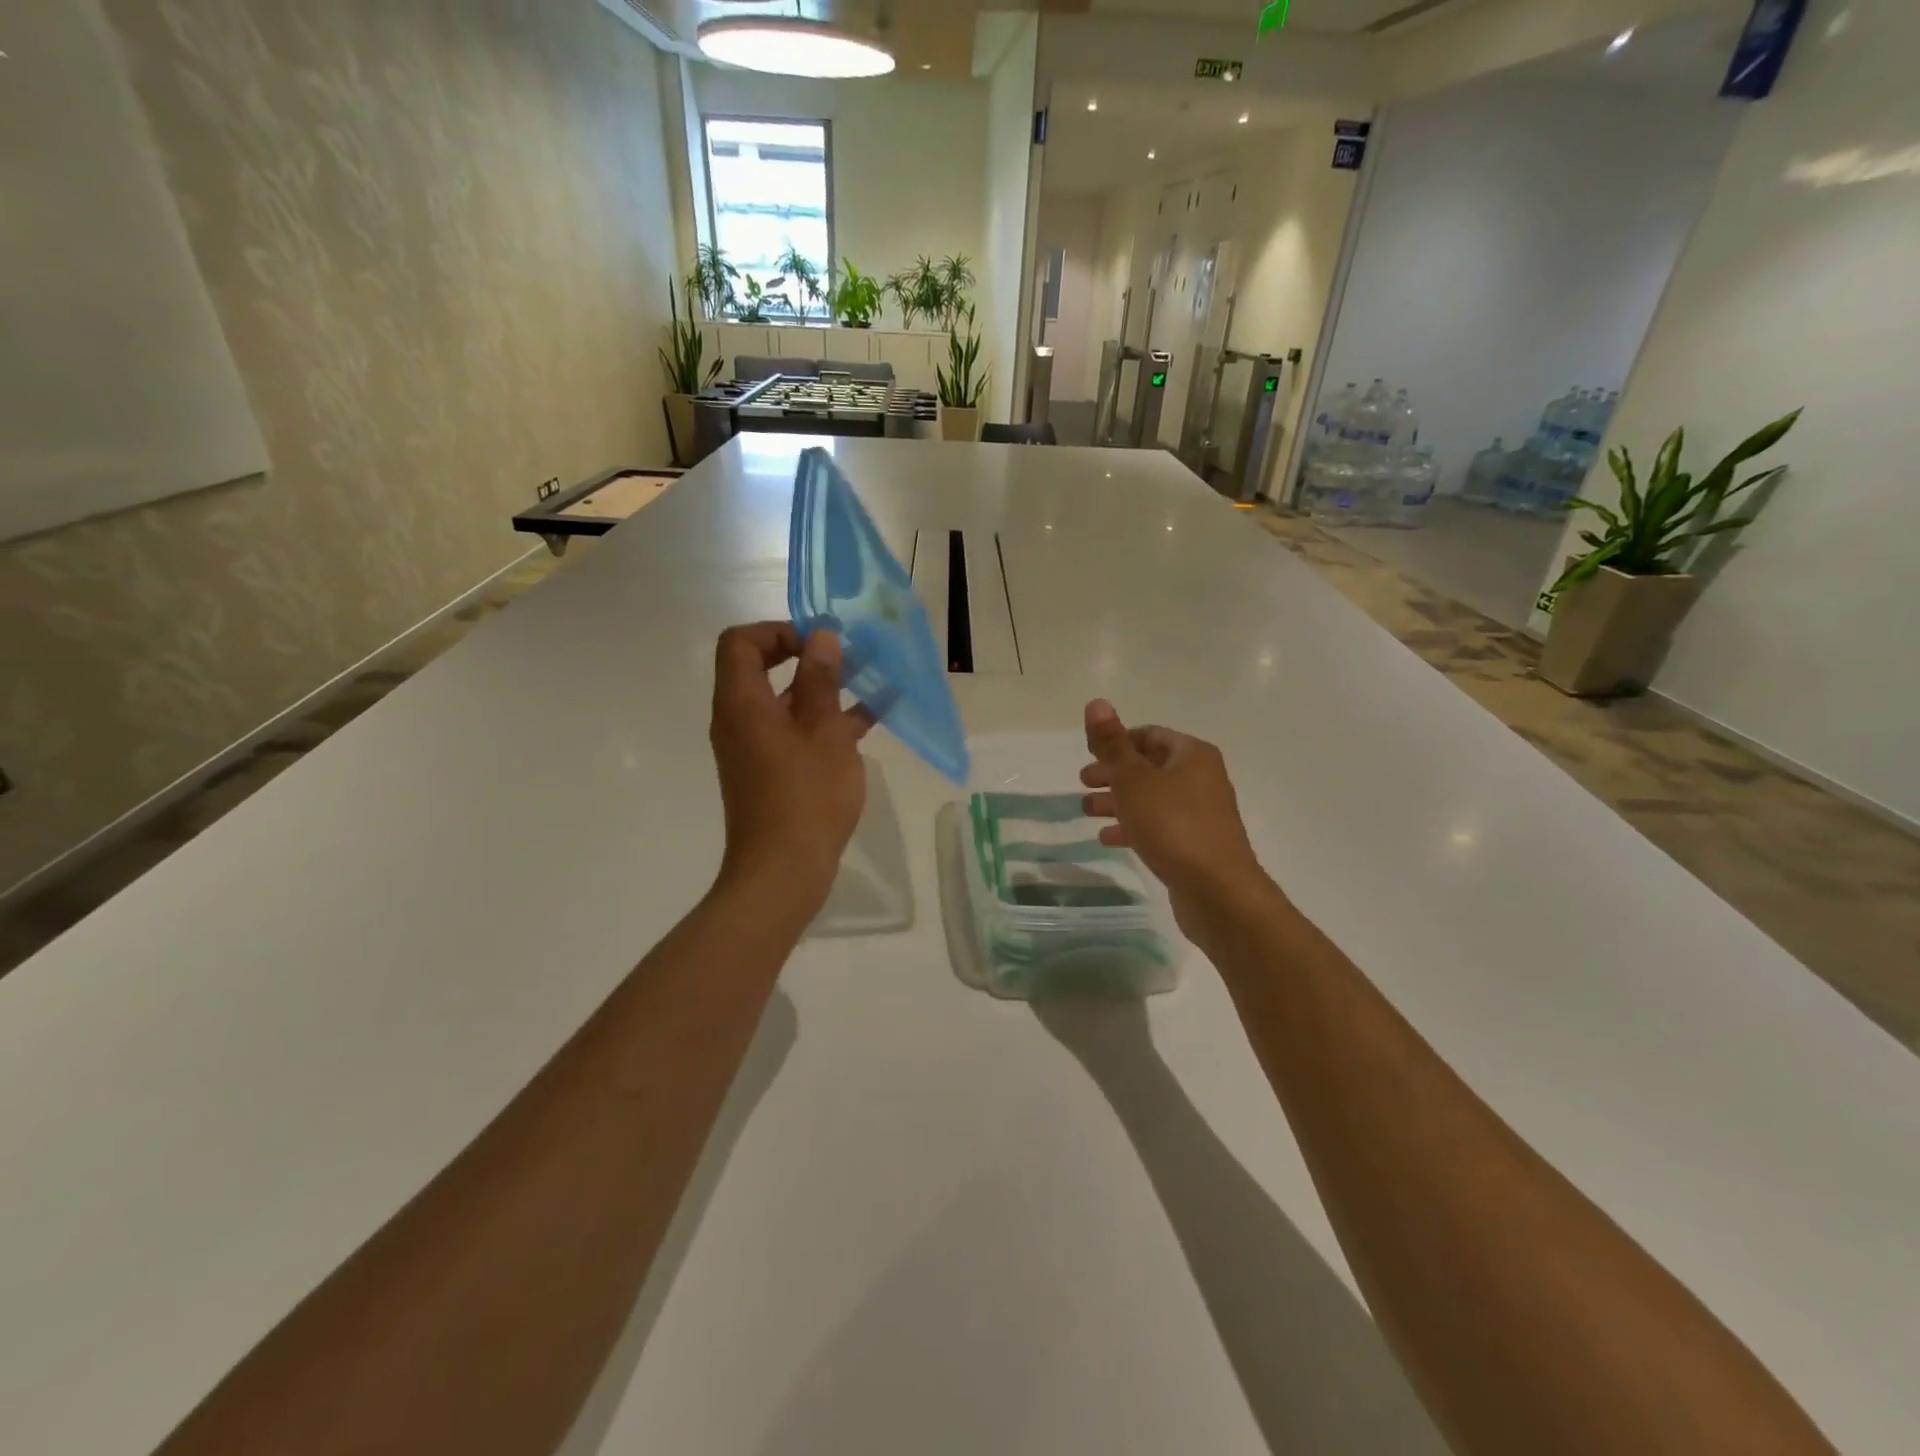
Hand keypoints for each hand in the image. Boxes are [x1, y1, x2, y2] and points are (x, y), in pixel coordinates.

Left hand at [710, 623, 873, 907]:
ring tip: (871, 683)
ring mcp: (754, 748)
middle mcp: (739, 720)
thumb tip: (821, 637)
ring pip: (785, 703)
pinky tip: (871, 720)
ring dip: (823, 691)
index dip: (779, 631)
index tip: (820, 644)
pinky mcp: (770, 772)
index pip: (741, 642)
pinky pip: (794, 732)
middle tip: (851, 659)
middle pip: (762, 669)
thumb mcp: (825, 731)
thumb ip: (821, 680)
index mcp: (742, 703)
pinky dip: (825, 722)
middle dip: (808, 659)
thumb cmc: (806, 796)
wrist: (784, 871)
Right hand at [1079, 700, 1265, 931]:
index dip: (1118, 741)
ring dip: (1119, 801)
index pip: (1150, 735)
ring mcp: (1201, 813)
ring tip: (1086, 811)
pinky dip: (1133, 826)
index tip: (1090, 754)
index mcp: (1191, 754)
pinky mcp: (1196, 844)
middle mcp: (1201, 778)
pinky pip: (1159, 825)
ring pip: (1152, 798)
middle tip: (1083, 783)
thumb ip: (1112, 743)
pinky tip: (1108, 838)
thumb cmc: (1172, 825)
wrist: (1218, 890)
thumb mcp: (1133, 780)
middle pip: (1150, 767)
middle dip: (1114, 773)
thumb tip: (1096, 702)